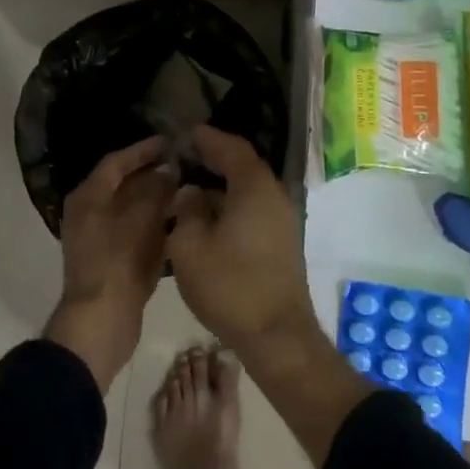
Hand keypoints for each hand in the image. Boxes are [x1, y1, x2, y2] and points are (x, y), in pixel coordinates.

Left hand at [45, 136, 173, 389]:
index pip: (115, 162)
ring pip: (130, 209)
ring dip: (156, 199)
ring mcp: (98, 239)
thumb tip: (168, 171)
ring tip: (186, 190)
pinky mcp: (111, 260)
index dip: (142, 150)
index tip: (169, 142)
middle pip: (121, 185)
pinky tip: (178, 222)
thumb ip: (156, 190)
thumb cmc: (119, 262)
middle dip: (152, 174)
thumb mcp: (142, 219)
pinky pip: (134, 231)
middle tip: (182, 165)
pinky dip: (153, 223)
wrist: (101, 320)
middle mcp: (88, 214)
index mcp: (88, 198)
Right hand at [166, 126, 311, 351]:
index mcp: (254, 187)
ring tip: (192, 187)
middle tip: (186, 157)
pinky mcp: (282, 243)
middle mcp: (275, 196)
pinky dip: (233, 205)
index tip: (188, 133)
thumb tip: (191, 193)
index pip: (232, 148)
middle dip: (216, 159)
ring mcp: (283, 221)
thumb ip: (186, 210)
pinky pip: (255, 209)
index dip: (209, 139)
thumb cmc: (229, 285)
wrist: (276, 334)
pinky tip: (211, 217)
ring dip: (223, 185)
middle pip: (244, 167)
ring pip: (250, 190)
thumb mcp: (190, 245)